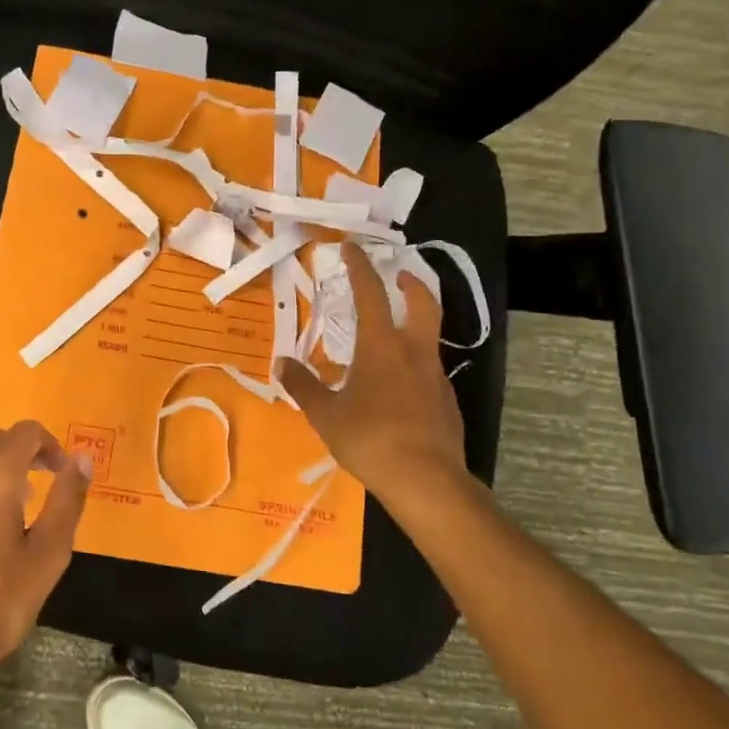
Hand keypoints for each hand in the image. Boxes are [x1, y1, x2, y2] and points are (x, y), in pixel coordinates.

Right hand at [276, 243, 476, 523]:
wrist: (426, 480)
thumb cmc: (369, 438)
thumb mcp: (325, 414)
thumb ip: (303, 385)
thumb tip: (282, 363)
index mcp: (381, 346)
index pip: (371, 293)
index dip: (360, 267)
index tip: (351, 248)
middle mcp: (413, 352)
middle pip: (422, 303)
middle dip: (411, 283)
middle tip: (399, 276)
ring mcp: (436, 376)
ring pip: (429, 337)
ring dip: (414, 324)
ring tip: (391, 336)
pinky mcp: (447, 402)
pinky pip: (430, 371)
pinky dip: (415, 364)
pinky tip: (400, 387)